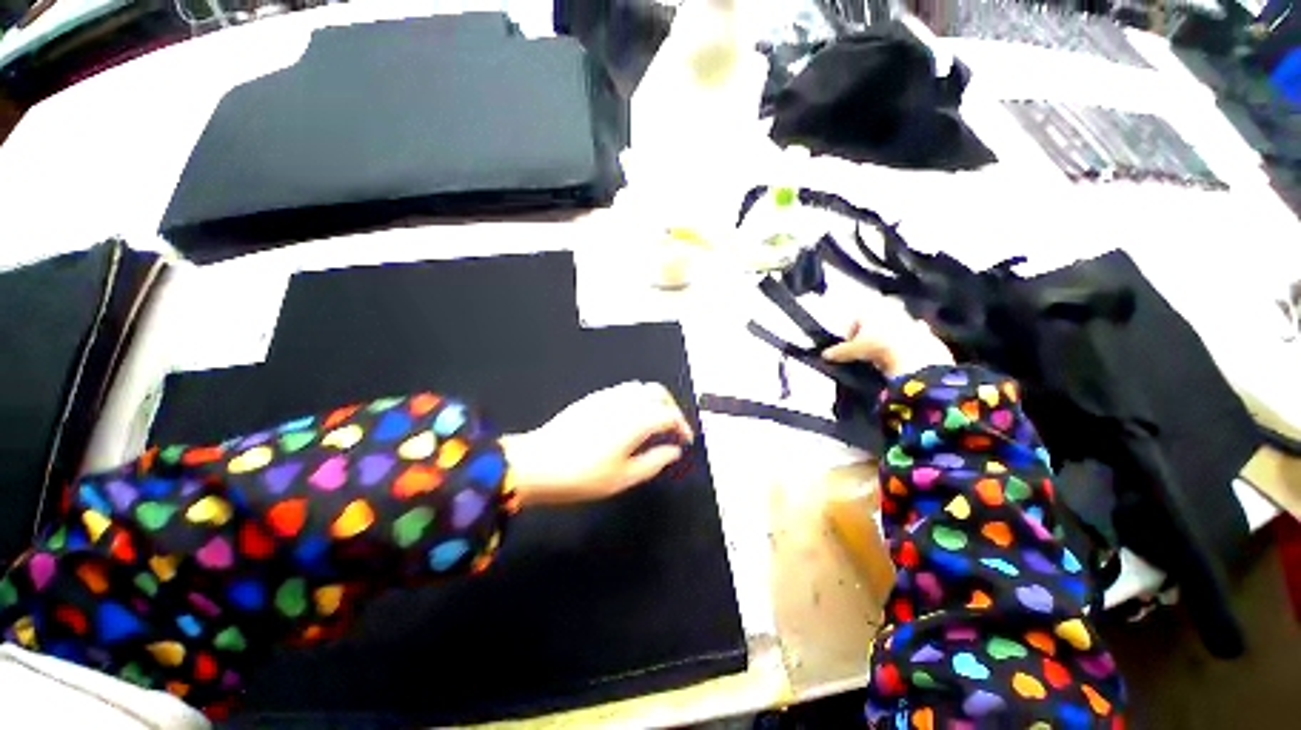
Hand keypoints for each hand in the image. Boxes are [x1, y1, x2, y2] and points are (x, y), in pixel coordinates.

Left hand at [501, 382, 694, 506]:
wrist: (535, 465)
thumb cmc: (582, 477)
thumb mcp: (623, 478)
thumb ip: (653, 462)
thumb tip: (673, 451)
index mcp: (635, 420)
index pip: (669, 414)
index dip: (682, 427)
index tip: (685, 442)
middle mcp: (621, 401)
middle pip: (655, 392)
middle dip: (670, 407)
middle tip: (672, 430)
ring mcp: (602, 398)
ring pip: (636, 388)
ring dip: (651, 402)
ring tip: (652, 427)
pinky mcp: (586, 401)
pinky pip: (618, 392)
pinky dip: (632, 401)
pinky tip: (627, 424)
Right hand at [822, 308, 953, 378]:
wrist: (911, 351)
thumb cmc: (879, 344)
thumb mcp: (855, 350)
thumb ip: (840, 351)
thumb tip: (825, 355)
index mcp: (869, 306)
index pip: (854, 318)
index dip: (850, 334)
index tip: (850, 349)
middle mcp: (886, 305)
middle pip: (873, 320)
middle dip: (868, 334)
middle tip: (865, 352)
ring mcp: (903, 315)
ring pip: (889, 326)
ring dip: (884, 338)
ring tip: (882, 357)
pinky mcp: (917, 327)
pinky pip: (906, 335)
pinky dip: (902, 344)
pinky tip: (900, 356)